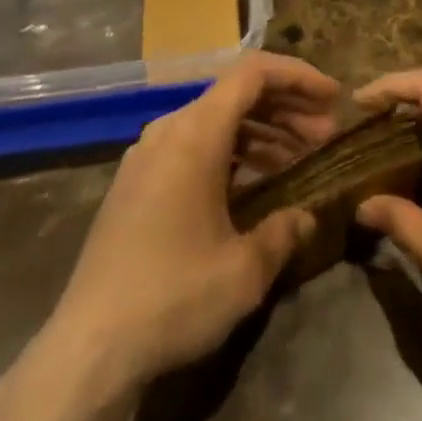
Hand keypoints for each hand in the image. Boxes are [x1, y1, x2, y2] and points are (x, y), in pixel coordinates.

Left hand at [44, 52, 340, 394]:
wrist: (88, 347)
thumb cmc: (173, 295)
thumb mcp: (243, 270)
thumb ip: (283, 231)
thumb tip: (306, 216)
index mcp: (196, 131)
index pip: (254, 73)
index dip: (298, 76)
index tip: (333, 97)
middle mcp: (169, 128)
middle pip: (236, 94)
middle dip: (286, 108)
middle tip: (325, 135)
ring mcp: (148, 154)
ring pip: (215, 120)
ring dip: (260, 132)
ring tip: (298, 159)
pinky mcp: (136, 182)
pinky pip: (192, 145)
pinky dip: (230, 152)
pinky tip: (252, 185)